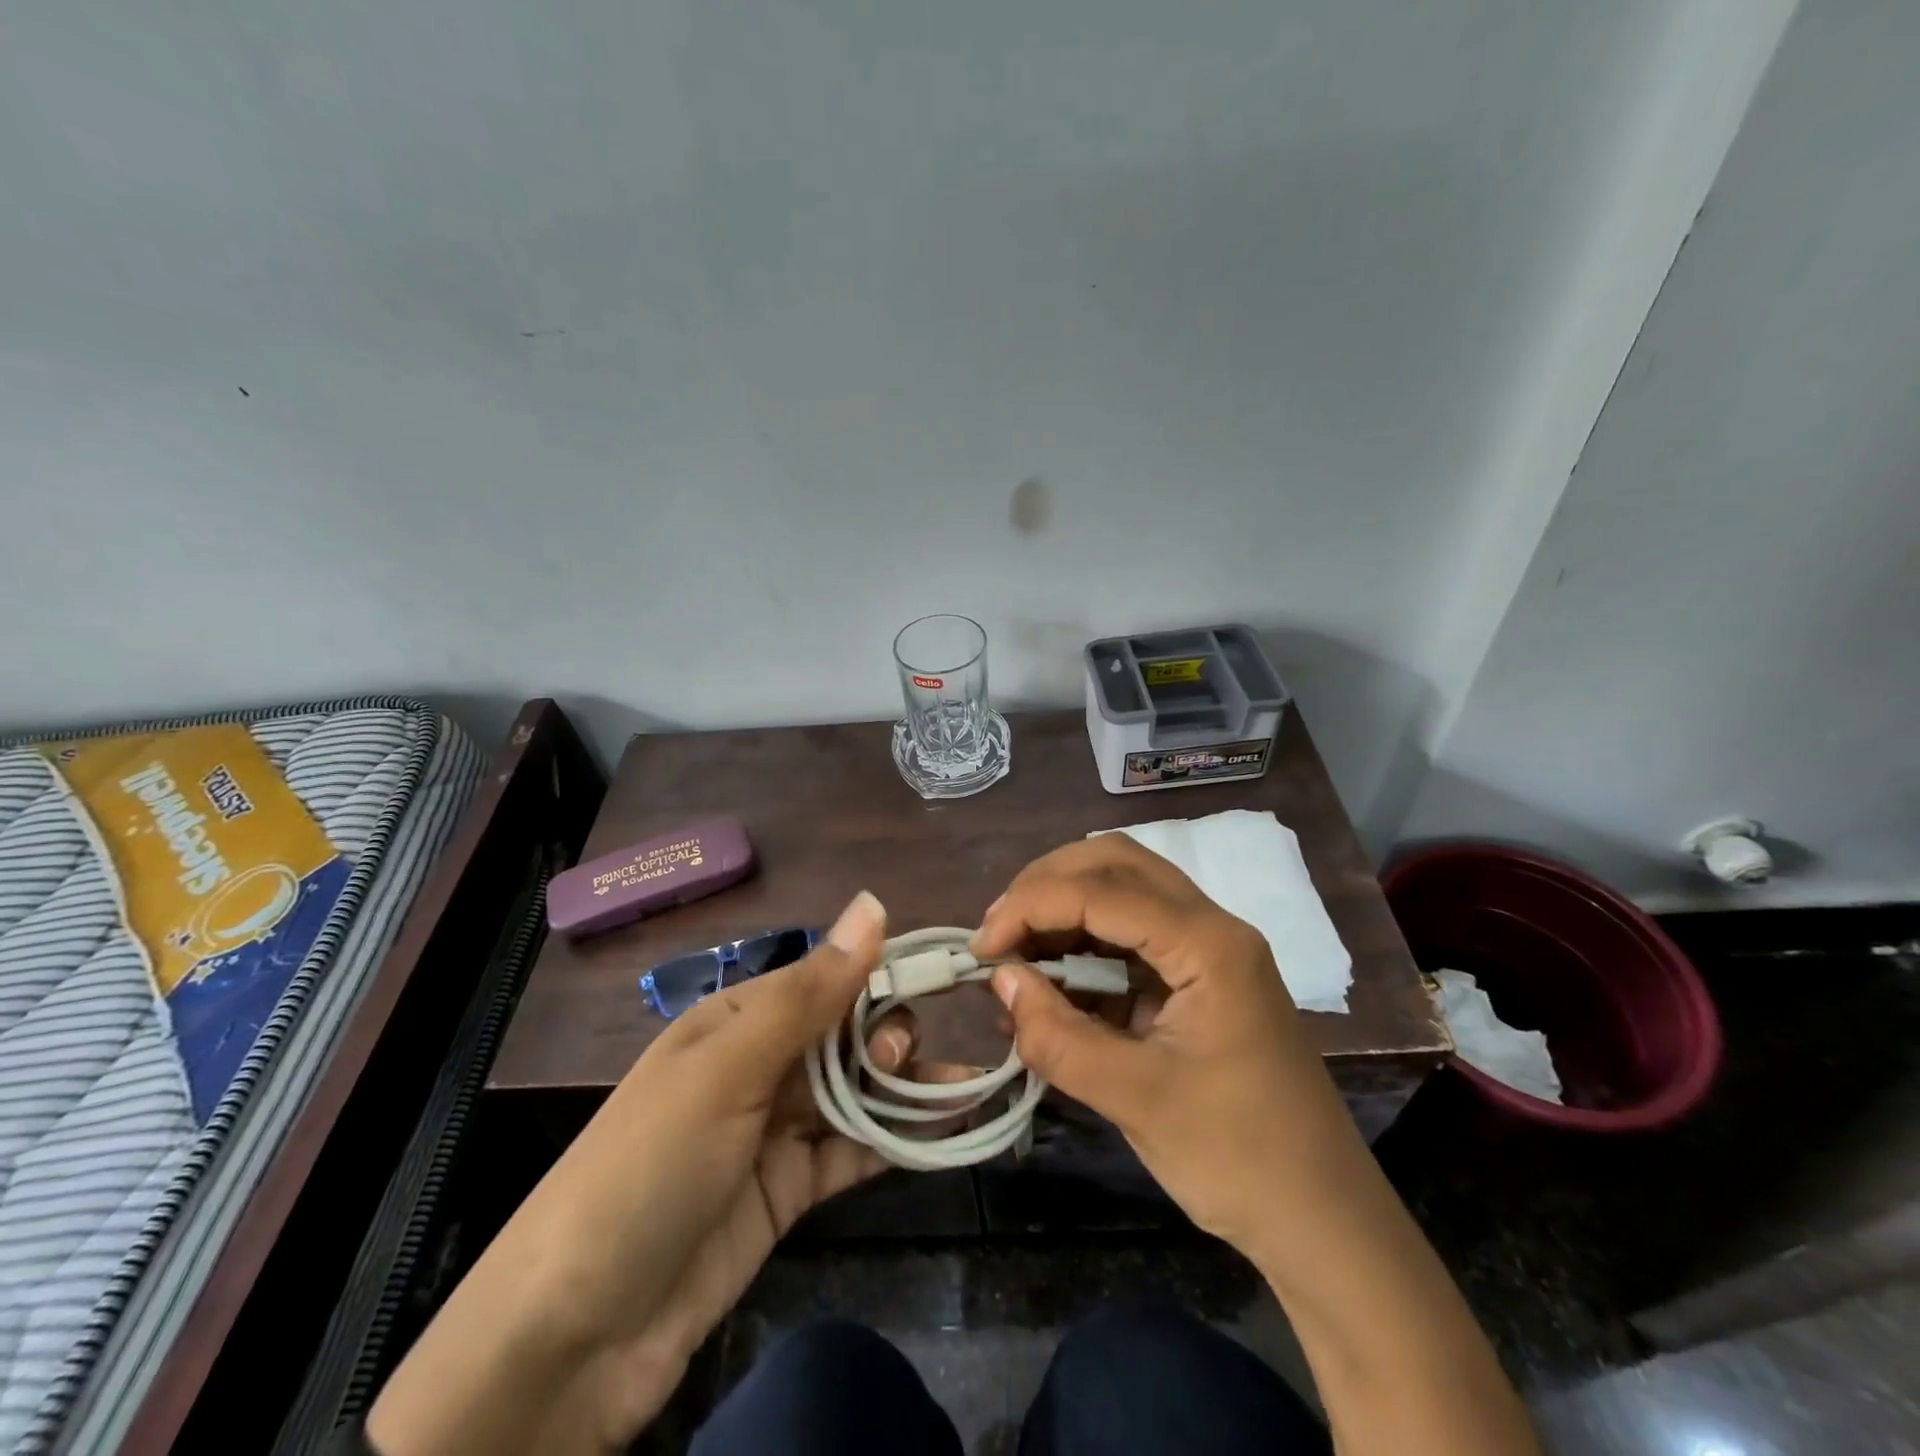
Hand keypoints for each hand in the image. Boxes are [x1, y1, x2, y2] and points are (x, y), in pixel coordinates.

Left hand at [369, 891, 959, 1455]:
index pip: (824, 980)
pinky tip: (946, 1129)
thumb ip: (810, 992)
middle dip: (887, 1037)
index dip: (879, 976)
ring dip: (904, 1087)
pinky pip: (854, 1151)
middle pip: (845, 1036)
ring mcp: (775, 1131)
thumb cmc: (649, 1167)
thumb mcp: (728, 1068)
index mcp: (737, 1020)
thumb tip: (874, 903)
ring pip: (857, 1092)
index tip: (937, 977)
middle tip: (902, 1060)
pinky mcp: (789, 1191)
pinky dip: (897, 1139)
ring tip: (954, 1091)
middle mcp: (759, 1066)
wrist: (573, 1339)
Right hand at [971, 835, 1361, 1260]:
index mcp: (1209, 945)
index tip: (983, 948)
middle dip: (1048, 884)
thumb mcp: (1136, 1100)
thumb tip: (999, 980)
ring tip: (1016, 948)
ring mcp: (1209, 946)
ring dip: (1065, 905)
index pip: (1103, 891)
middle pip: (1117, 862)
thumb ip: (1058, 1036)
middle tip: (1000, 930)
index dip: (1032, 906)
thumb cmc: (1237, 1159)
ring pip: (1125, 887)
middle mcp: (1212, 925)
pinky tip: (1053, 974)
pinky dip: (1085, 939)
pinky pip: (1133, 930)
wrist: (1322, 1219)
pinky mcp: (1200, 973)